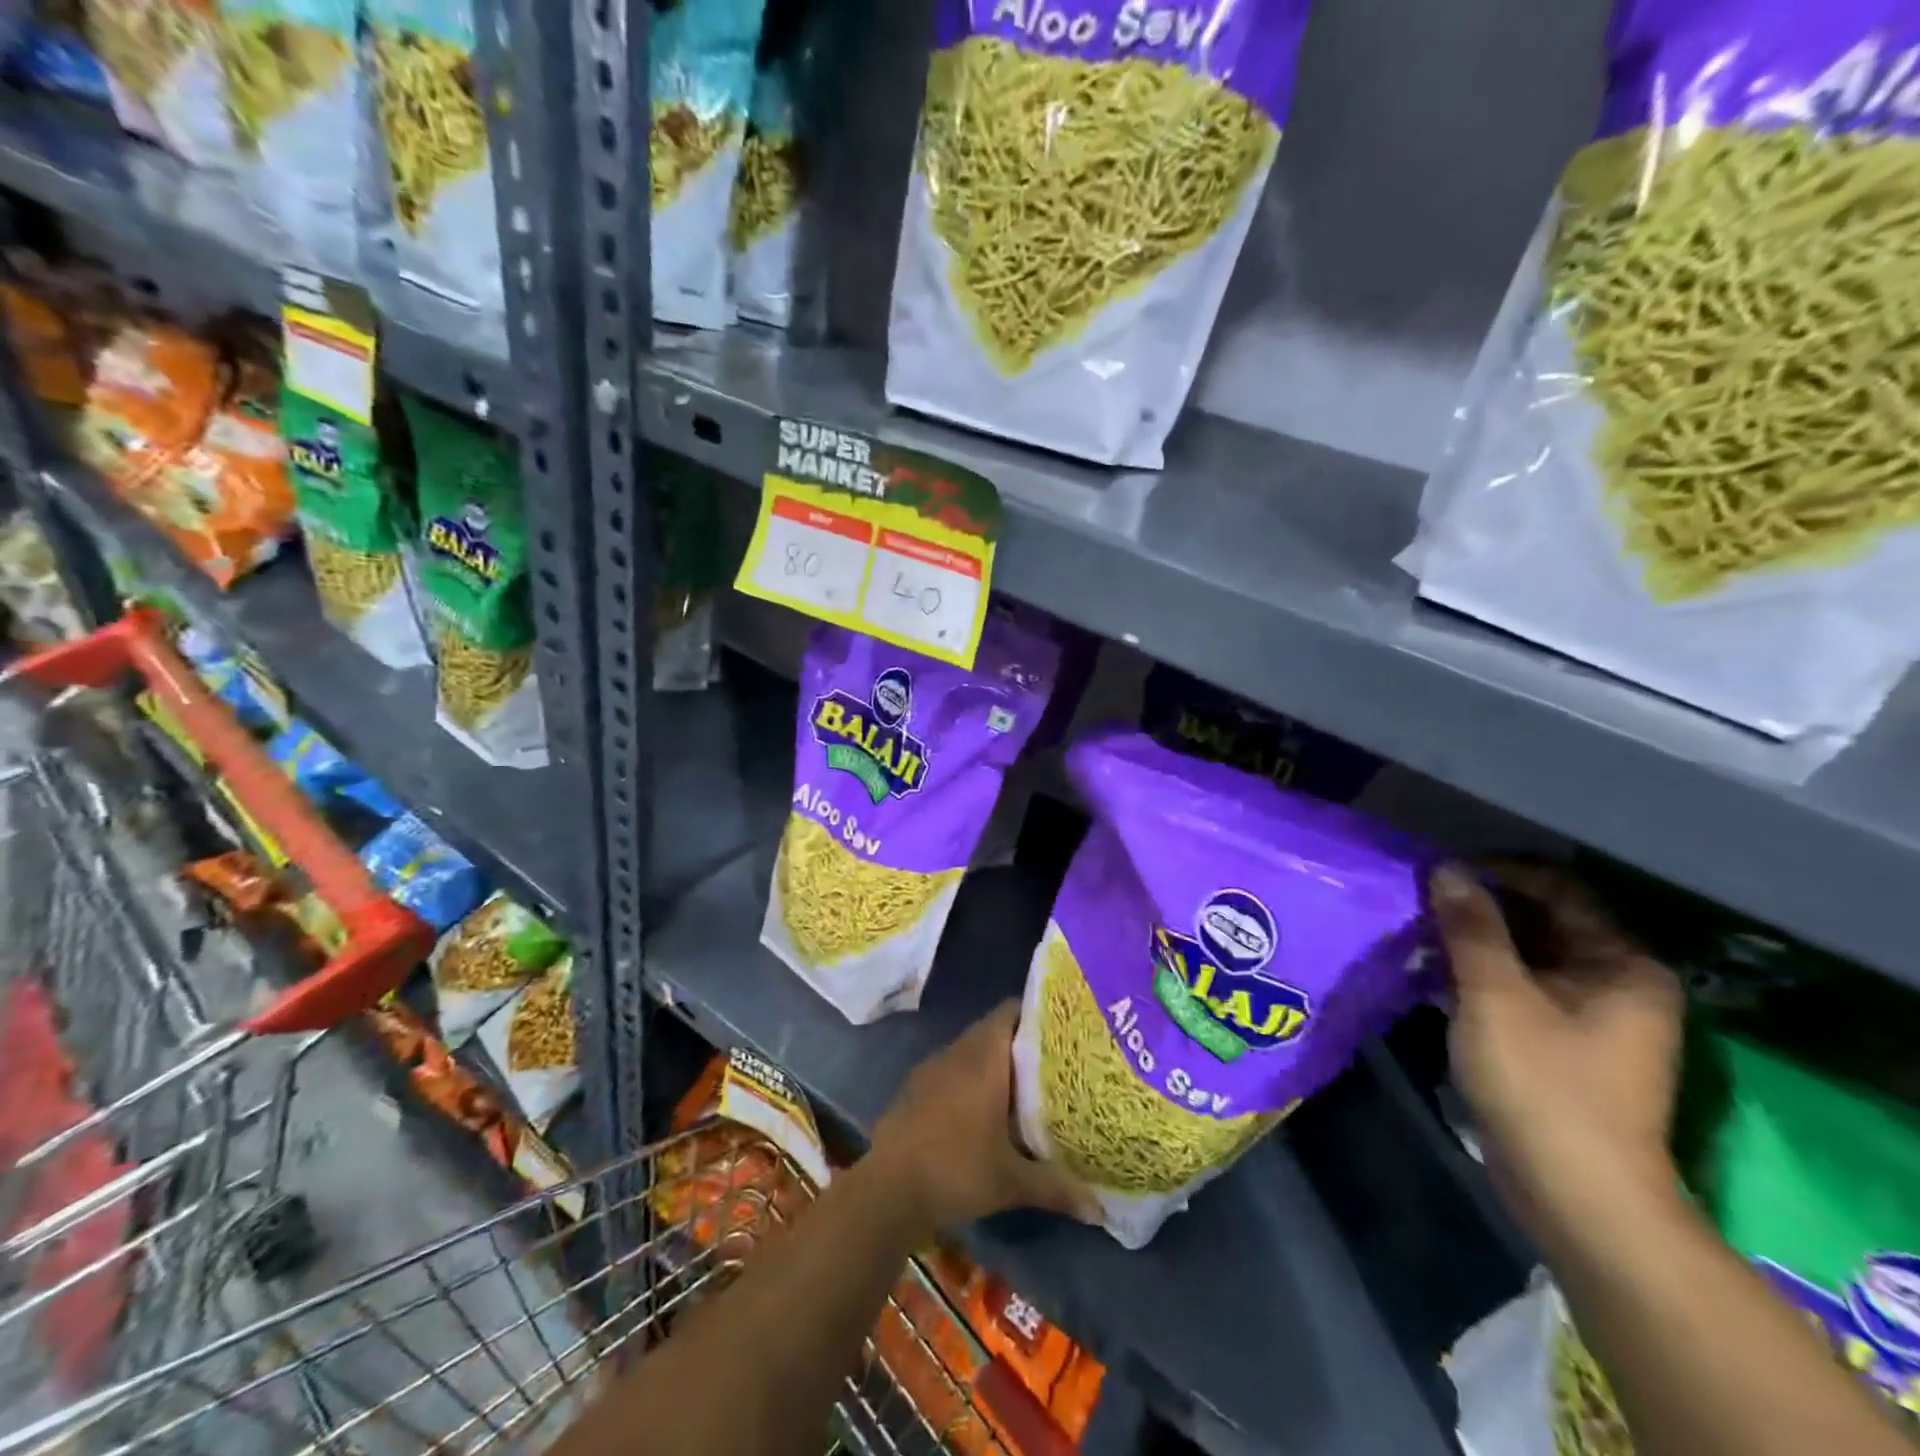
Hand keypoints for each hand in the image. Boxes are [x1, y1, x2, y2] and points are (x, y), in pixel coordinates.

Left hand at [869, 1002, 1094, 1229]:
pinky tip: (981, 1106)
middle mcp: (958, 1052)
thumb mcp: (1012, 1183)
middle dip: (1020, 1041)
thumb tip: (1099, 1209)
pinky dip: (968, 1077)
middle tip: (1052, 1061)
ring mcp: (932, 1067)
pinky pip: (950, 1068)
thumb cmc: (957, 1169)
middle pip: (993, 1029)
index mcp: (984, 1058)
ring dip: (993, 1060)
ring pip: (970, 1049)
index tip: (1060, 1028)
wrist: (889, 1188)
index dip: (1035, 1013)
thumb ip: (1057, 1188)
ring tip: (1023, 1083)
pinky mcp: (915, 1086)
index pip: (1010, 1011)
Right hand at [1431, 863, 1684, 1244]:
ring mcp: (1591, 1018)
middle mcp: (1617, 984)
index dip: (1499, 873)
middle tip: (1420, 897)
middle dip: (1480, 907)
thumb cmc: (1544, 1084)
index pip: (1560, 891)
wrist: (1578, 1197)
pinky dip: (1479, 976)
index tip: (1441, 869)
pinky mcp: (1562, 1046)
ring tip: (1417, 929)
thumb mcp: (1497, 996)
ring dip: (1474, 942)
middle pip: (1542, 922)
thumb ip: (1471, 928)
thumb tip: (1446, 868)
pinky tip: (1433, 972)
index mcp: (1622, 965)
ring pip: (1525, 958)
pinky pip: (1518, 990)